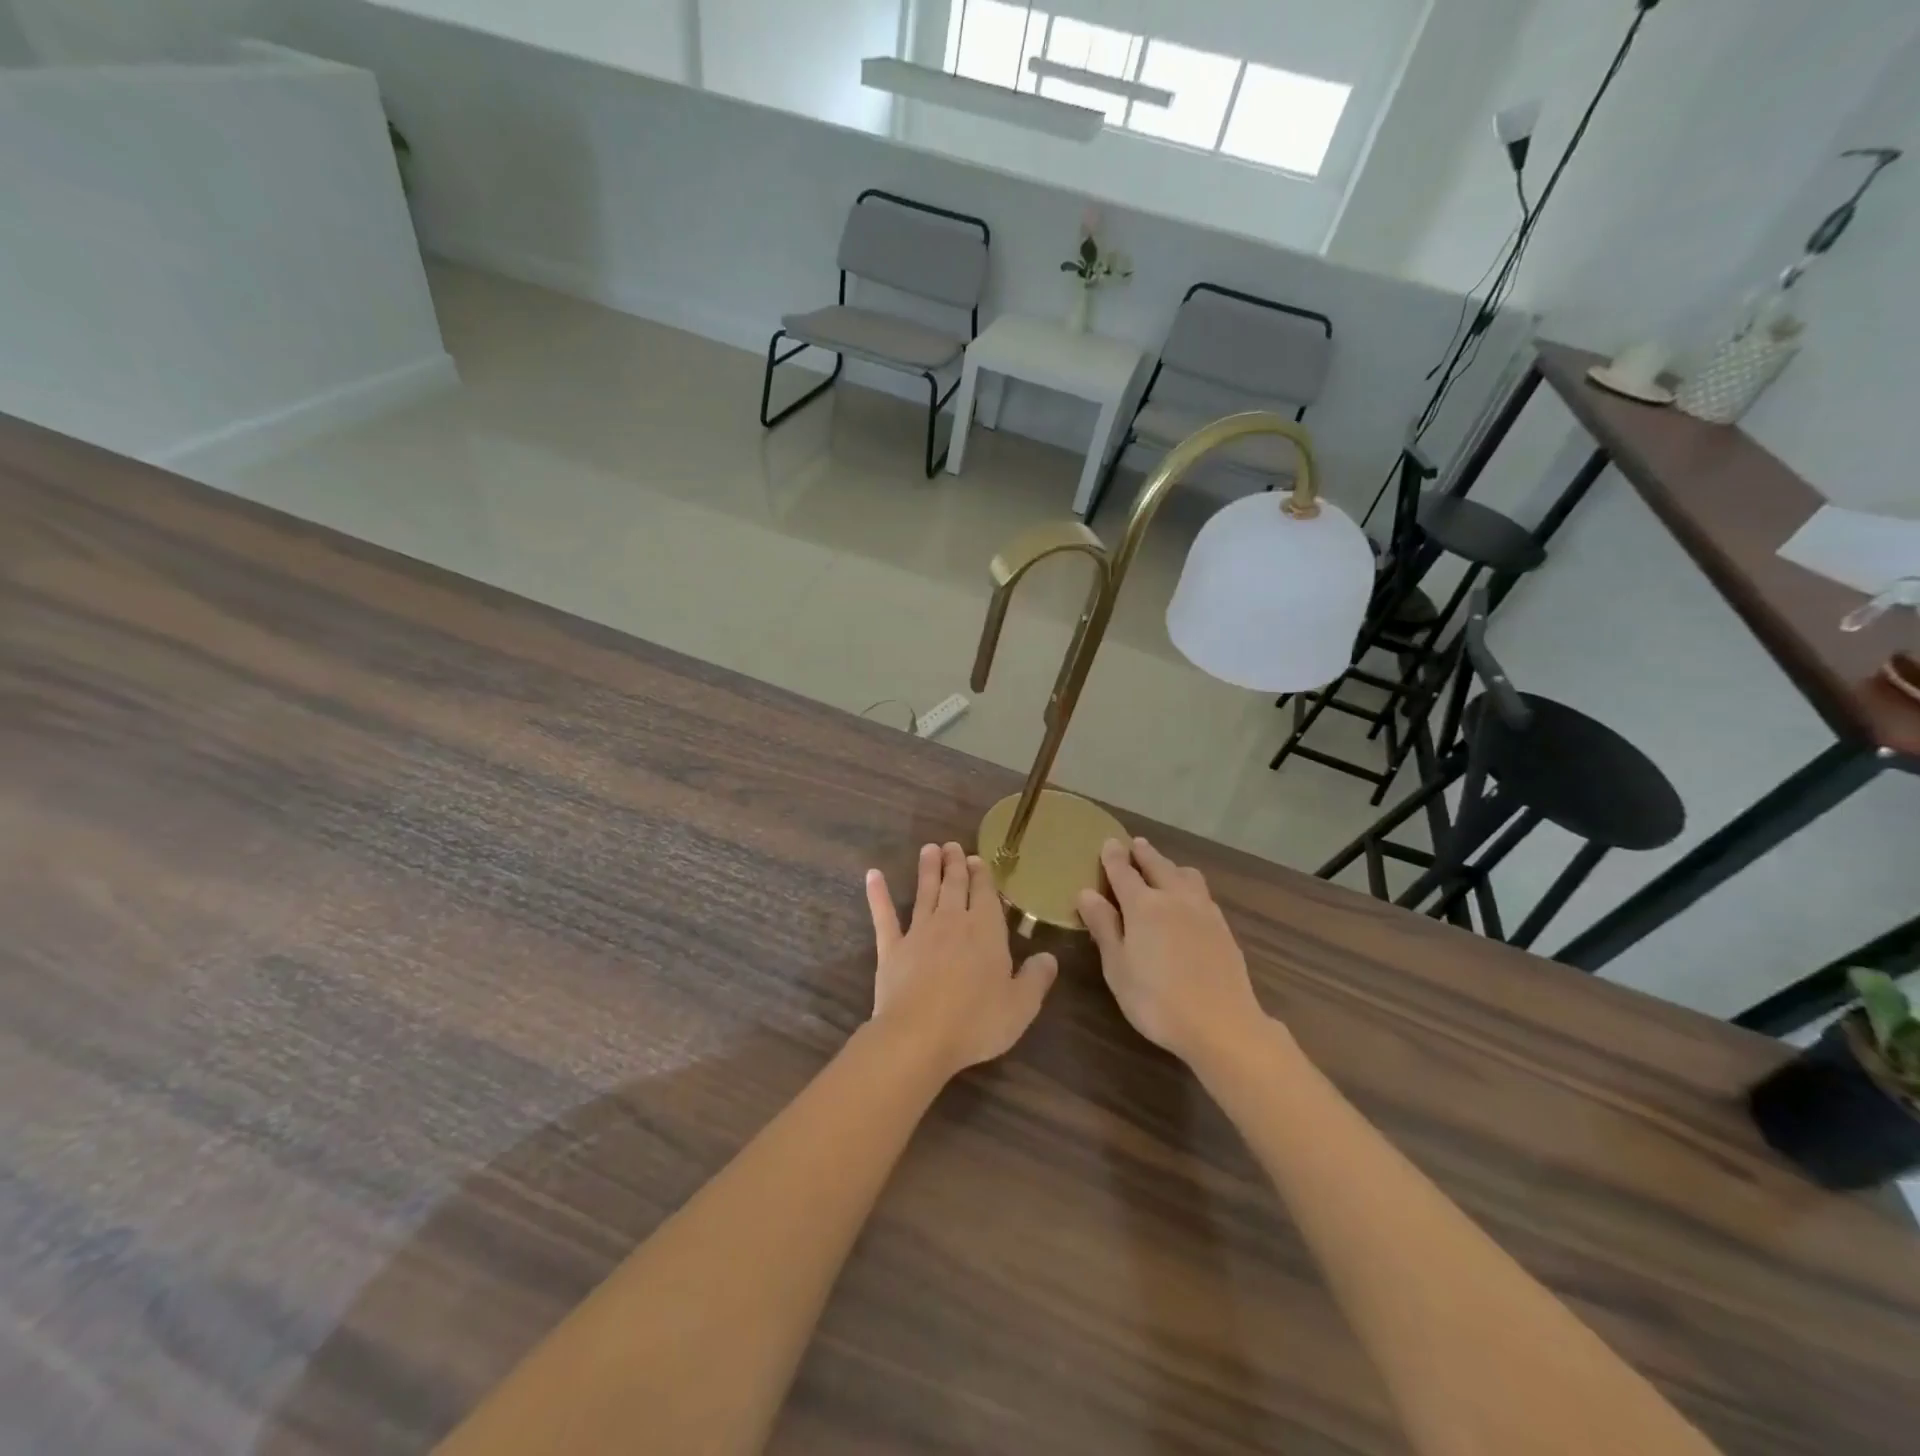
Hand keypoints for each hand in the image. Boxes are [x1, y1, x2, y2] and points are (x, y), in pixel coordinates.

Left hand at [865, 842, 1057, 1078]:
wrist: (919, 1036)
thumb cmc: (977, 1021)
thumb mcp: (1021, 1006)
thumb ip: (1037, 978)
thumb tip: (1049, 957)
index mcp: (986, 930)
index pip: (985, 894)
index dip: (982, 875)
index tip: (977, 858)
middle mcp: (952, 922)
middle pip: (954, 885)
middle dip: (955, 864)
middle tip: (952, 845)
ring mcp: (919, 932)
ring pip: (924, 892)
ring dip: (927, 870)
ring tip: (928, 849)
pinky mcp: (892, 949)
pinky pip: (884, 916)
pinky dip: (878, 894)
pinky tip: (873, 875)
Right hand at [1077, 837, 1266, 1068]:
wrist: (1222, 1025)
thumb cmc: (1157, 1000)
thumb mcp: (1117, 967)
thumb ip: (1104, 927)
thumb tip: (1086, 893)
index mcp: (1144, 906)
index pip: (1124, 873)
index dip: (1114, 857)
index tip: (1108, 842)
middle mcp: (1175, 899)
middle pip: (1158, 866)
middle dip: (1144, 854)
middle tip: (1135, 844)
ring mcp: (1204, 912)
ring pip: (1186, 876)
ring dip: (1171, 866)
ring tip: (1165, 867)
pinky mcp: (1223, 928)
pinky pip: (1203, 894)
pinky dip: (1190, 886)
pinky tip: (1190, 900)